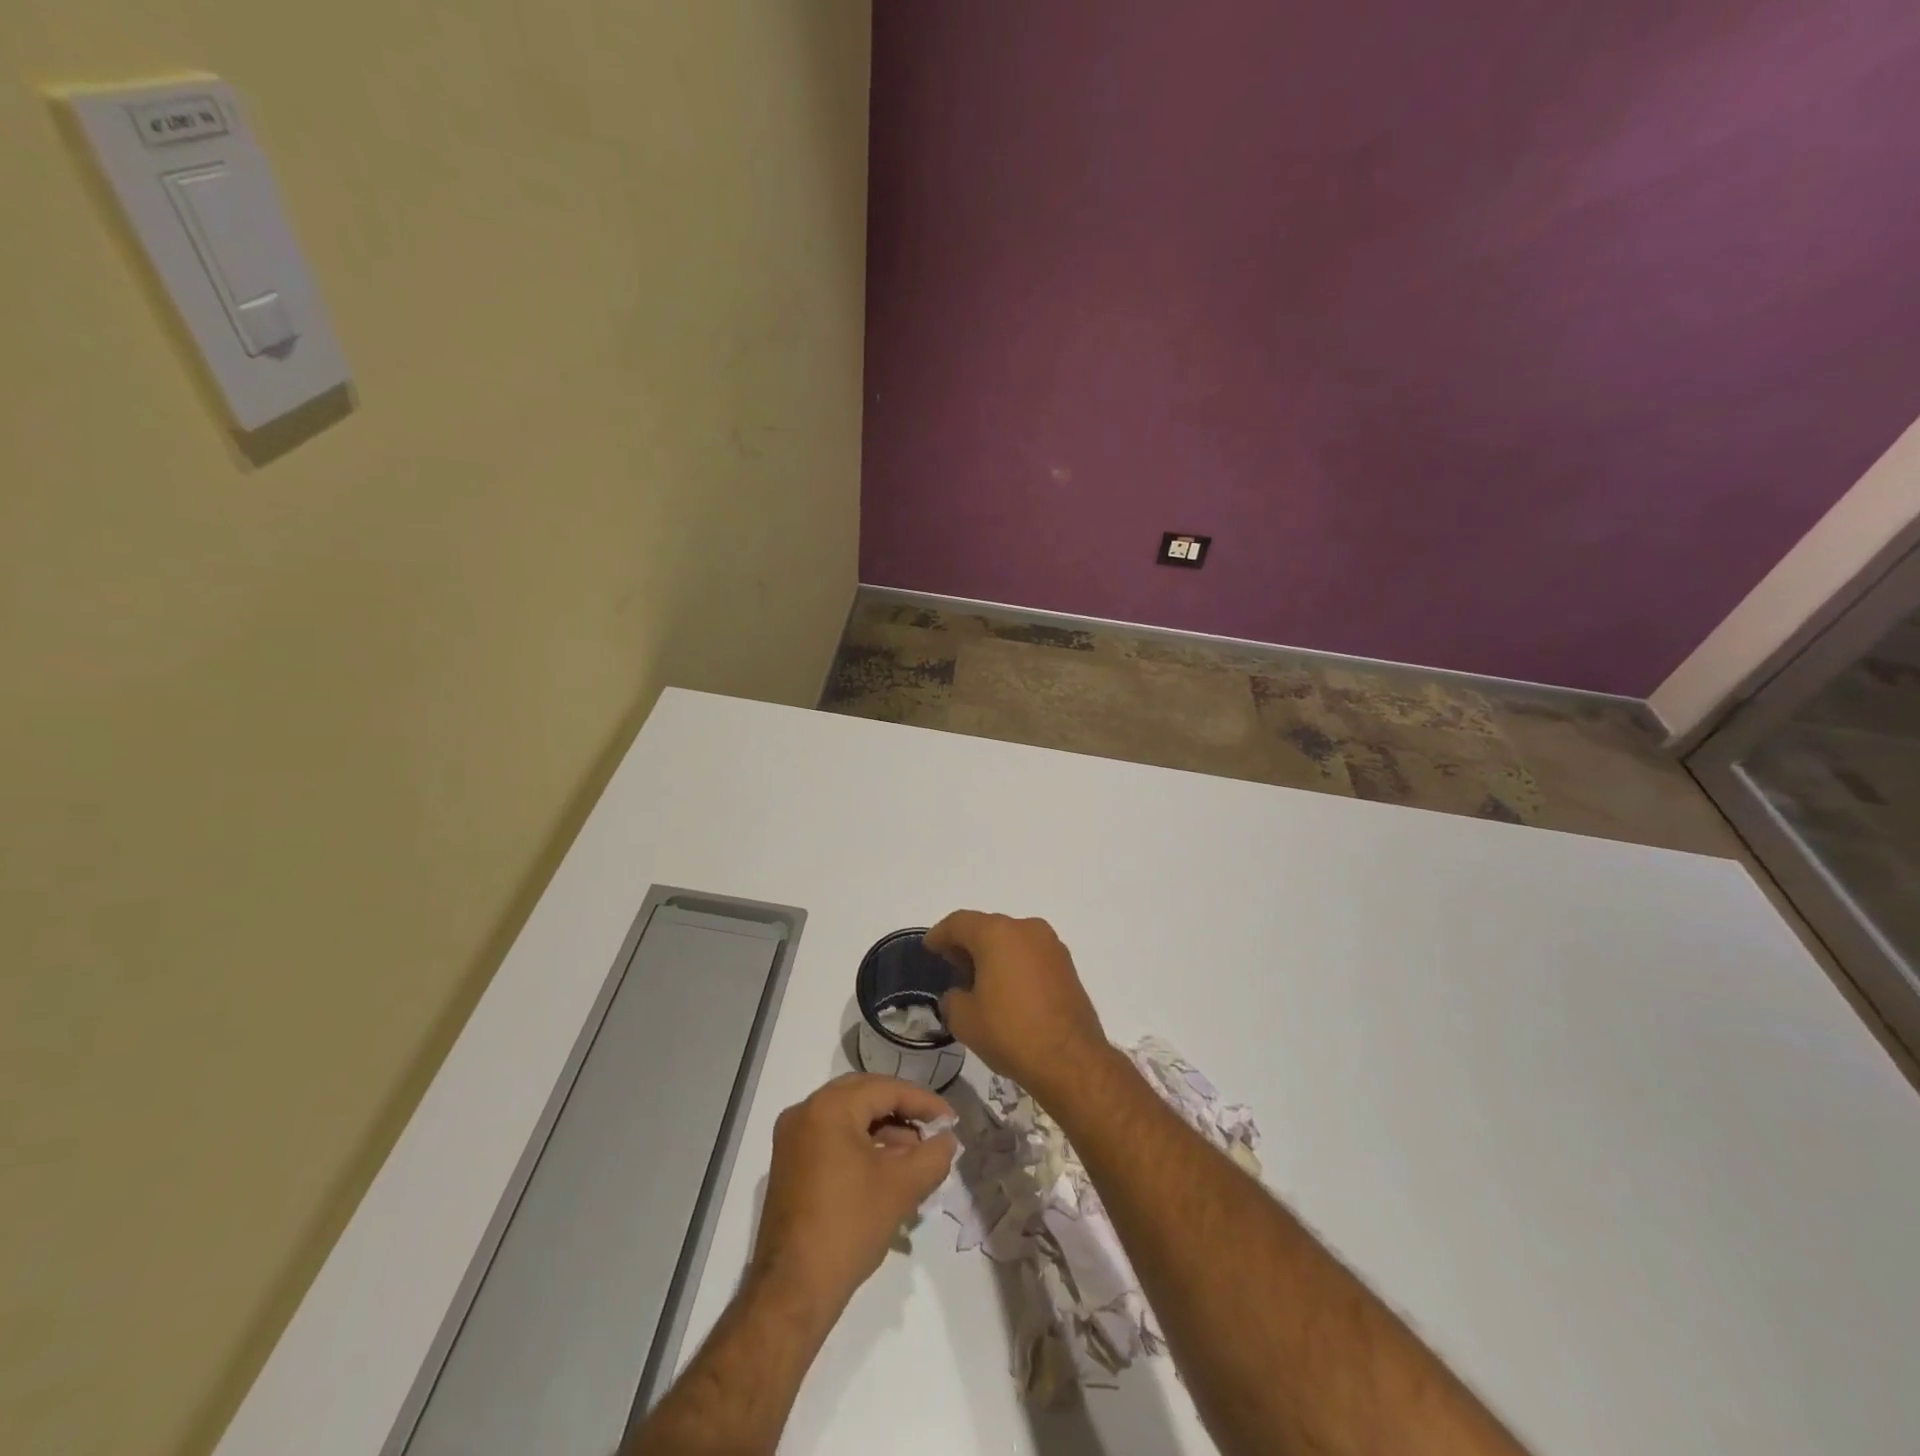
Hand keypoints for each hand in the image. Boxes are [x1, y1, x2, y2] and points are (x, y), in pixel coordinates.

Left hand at [751, 1075, 956, 1320]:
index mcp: (828, 1107)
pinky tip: (887, 1169)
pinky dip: (862, 1146)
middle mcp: (805, 1112)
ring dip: (884, 1131)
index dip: (923, 1102)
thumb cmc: (849, 1227)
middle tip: (933, 1128)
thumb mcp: (902, 1187)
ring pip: (848, 1118)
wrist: (793, 1291)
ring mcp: (792, 1139)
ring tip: (916, 1155)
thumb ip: (933, 1155)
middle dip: (902, 1111)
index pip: (885, 1088)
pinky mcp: (789, 1165)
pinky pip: (833, 1138)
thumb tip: (947, 1140)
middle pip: (864, 1096)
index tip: (950, 1120)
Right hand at [924, 911, 1109, 1102]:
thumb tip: (959, 995)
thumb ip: (952, 999)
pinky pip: (1030, 955)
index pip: (959, 923)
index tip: (929, 948)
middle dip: (967, 944)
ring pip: (1011, 939)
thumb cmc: (1010, 1032)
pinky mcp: (1067, 965)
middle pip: (987, 927)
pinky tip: (1006, 989)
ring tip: (979, 980)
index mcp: (996, 933)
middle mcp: (1026, 928)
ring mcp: (1051, 945)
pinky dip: (1014, 963)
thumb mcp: (964, 1020)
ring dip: (993, 953)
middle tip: (951, 965)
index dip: (940, 935)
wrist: (1070, 1059)